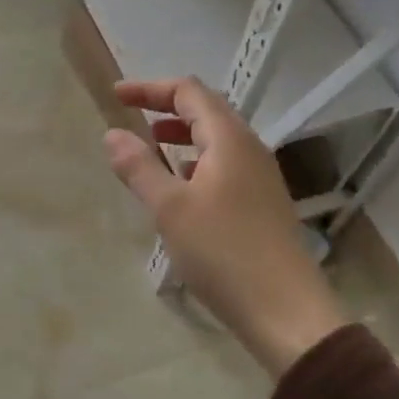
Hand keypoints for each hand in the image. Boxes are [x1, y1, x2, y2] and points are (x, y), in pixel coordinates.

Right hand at [105, 77, 347, 376]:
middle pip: (206, 110)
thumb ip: (139, 167)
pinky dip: (196, 162)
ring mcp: (260, 177)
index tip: (117, 96)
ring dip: (182, 136)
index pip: (189, 92)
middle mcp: (249, 149)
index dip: (150, 88)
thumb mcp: (170, 209)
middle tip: (131, 117)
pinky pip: (224, 166)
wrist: (285, 310)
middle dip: (166, 108)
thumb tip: (113, 134)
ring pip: (216, 140)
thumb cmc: (223, 252)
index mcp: (229, 139)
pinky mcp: (262, 203)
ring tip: (151, 148)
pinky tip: (181, 187)